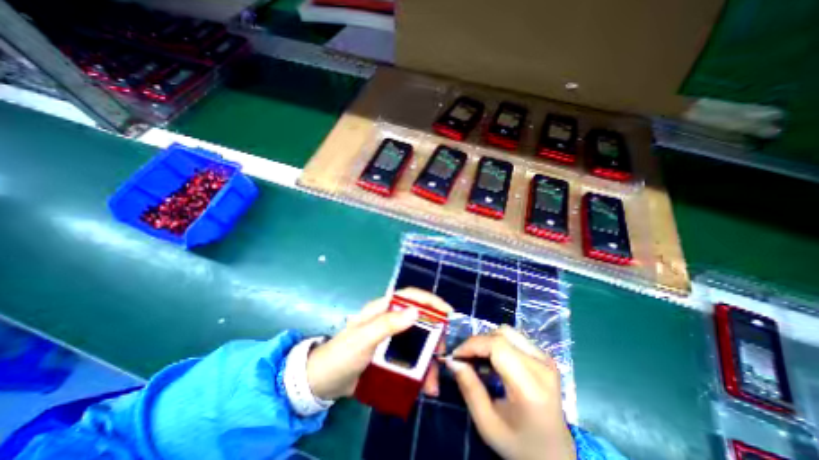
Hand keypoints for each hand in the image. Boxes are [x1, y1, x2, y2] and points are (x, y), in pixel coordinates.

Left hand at [305, 290, 450, 399]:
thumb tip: (416, 311)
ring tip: (433, 380)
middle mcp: (389, 320)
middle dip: (434, 334)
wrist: (323, 382)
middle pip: (419, 320)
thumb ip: (387, 324)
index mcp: (382, 309)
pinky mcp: (390, 355)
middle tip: (442, 352)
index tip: (448, 312)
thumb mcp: (363, 339)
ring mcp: (391, 338)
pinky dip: (420, 370)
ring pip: (417, 342)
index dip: (430, 301)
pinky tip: (424, 385)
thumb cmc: (341, 355)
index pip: (410, 297)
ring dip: (428, 358)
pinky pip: (411, 358)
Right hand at [447, 325, 575, 457]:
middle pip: (502, 334)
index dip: (473, 344)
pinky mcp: (545, 357)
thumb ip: (469, 388)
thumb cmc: (520, 445)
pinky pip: (515, 337)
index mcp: (531, 387)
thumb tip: (453, 361)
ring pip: (508, 332)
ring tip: (478, 358)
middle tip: (465, 358)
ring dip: (488, 340)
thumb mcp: (487, 424)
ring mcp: (546, 359)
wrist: (556, 456)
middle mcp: (542, 366)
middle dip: (478, 342)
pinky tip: (494, 360)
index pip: (497, 346)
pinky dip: (498, 343)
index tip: (456, 356)